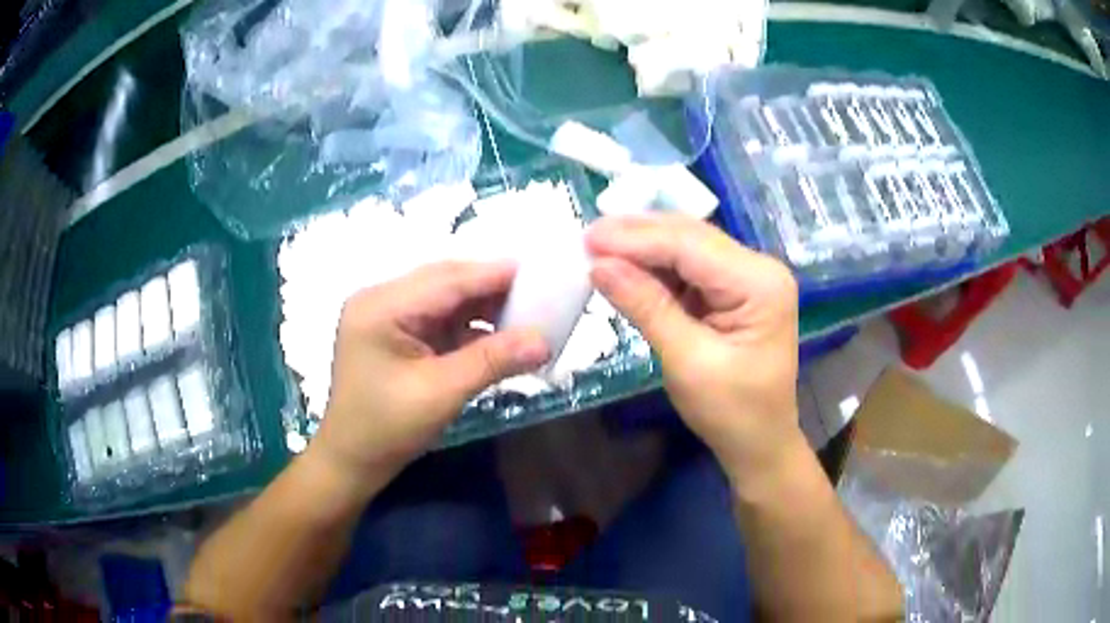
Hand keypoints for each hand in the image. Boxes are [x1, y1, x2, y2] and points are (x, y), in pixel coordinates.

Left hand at [313, 261, 549, 485]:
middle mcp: (381, 300)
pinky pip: (439, 319)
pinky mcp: (396, 333)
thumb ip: (492, 361)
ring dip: (482, 306)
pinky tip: (498, 332)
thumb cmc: (387, 429)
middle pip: (445, 283)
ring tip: (526, 311)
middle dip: (491, 287)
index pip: (446, 280)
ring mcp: (386, 316)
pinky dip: (469, 325)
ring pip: (445, 299)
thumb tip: (544, 341)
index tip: (540, 271)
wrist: (352, 461)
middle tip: (539, 291)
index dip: (494, 274)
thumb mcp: (441, 393)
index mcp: (381, 306)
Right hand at [586, 214, 801, 487]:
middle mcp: (759, 268)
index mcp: (760, 283)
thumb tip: (599, 265)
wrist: (759, 443)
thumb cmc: (731, 412)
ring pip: (687, 247)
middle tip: (586, 238)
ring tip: (598, 247)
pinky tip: (626, 265)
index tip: (587, 238)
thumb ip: (646, 307)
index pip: (690, 245)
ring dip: (643, 248)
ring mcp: (748, 276)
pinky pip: (689, 267)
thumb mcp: (687, 362)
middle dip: (637, 235)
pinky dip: (655, 267)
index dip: (636, 239)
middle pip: (691, 237)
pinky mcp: (733, 289)